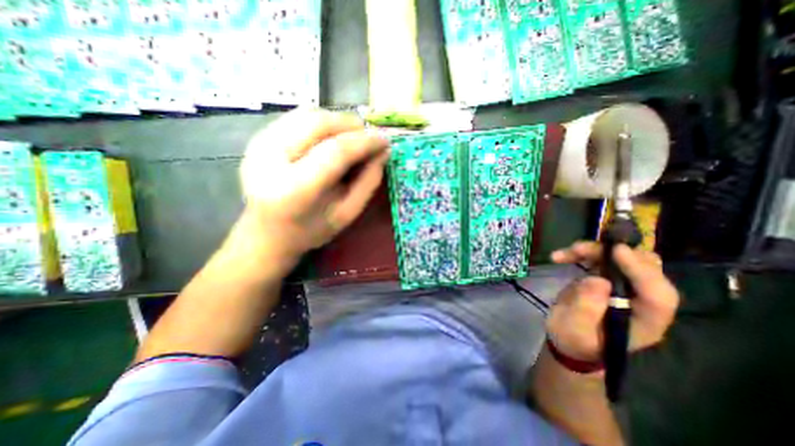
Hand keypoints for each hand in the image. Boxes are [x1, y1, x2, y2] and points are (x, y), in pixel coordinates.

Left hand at [239, 108, 392, 264]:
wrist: (265, 233)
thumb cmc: (310, 231)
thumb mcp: (347, 214)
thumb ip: (368, 183)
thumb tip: (383, 152)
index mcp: (294, 189)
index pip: (336, 151)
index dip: (365, 141)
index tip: (385, 141)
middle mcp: (270, 159)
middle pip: (319, 123)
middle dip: (352, 125)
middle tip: (369, 138)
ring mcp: (259, 144)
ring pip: (308, 114)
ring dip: (338, 121)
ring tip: (352, 139)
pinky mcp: (257, 137)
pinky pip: (297, 117)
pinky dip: (322, 123)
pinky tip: (331, 138)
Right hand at [551, 244, 678, 362]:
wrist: (568, 339)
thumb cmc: (574, 340)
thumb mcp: (575, 331)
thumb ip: (587, 309)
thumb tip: (597, 280)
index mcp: (644, 322)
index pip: (658, 295)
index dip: (641, 270)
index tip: (616, 251)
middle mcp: (642, 301)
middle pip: (646, 268)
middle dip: (613, 253)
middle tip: (581, 250)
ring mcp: (626, 287)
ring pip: (623, 257)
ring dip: (594, 250)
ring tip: (565, 253)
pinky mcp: (608, 278)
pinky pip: (602, 258)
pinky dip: (582, 253)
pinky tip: (560, 257)